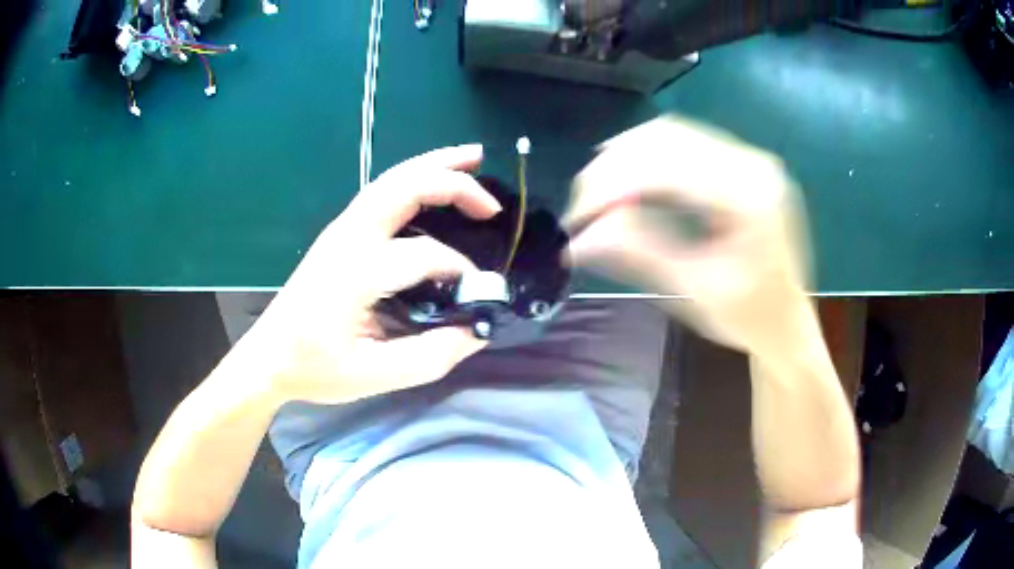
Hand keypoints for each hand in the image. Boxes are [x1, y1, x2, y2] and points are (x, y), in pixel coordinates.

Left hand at [237, 145, 500, 403]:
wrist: (268, 356)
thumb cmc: (314, 367)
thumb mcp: (373, 375)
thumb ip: (429, 356)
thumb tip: (475, 334)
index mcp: (355, 272)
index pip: (424, 255)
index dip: (459, 271)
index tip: (475, 296)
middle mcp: (348, 238)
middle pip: (404, 187)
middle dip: (453, 182)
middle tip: (493, 200)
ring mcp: (340, 230)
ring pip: (391, 179)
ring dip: (433, 165)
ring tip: (471, 160)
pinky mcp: (338, 233)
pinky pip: (381, 192)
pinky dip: (413, 178)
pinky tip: (431, 183)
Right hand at [564, 116, 815, 355]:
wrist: (787, 322)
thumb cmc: (748, 317)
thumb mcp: (694, 290)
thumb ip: (640, 253)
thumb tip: (577, 239)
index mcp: (751, 198)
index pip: (669, 168)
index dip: (613, 184)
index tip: (577, 217)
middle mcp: (753, 164)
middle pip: (668, 138)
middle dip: (615, 166)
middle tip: (582, 205)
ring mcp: (749, 159)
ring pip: (673, 133)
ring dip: (627, 157)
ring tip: (598, 192)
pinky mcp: (741, 164)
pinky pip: (685, 143)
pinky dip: (648, 157)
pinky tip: (627, 177)